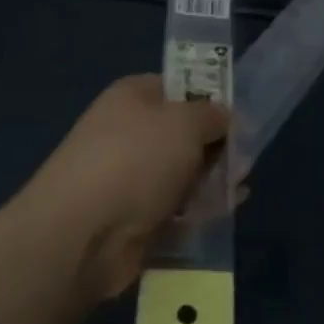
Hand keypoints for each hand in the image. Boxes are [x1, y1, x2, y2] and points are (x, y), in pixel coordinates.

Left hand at [19, 75, 228, 301]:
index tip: (237, 118)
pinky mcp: (132, 219)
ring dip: (211, 180)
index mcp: (133, 97)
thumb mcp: (186, 122)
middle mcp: (127, 132)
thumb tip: (222, 118)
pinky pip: (174, 208)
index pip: (179, 87)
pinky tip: (222, 213)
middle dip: (216, 146)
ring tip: (237, 189)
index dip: (210, 100)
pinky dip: (197, 211)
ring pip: (181, 173)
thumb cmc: (136, 160)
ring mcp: (127, 177)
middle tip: (243, 161)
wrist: (81, 235)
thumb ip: (212, 115)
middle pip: (183, 133)